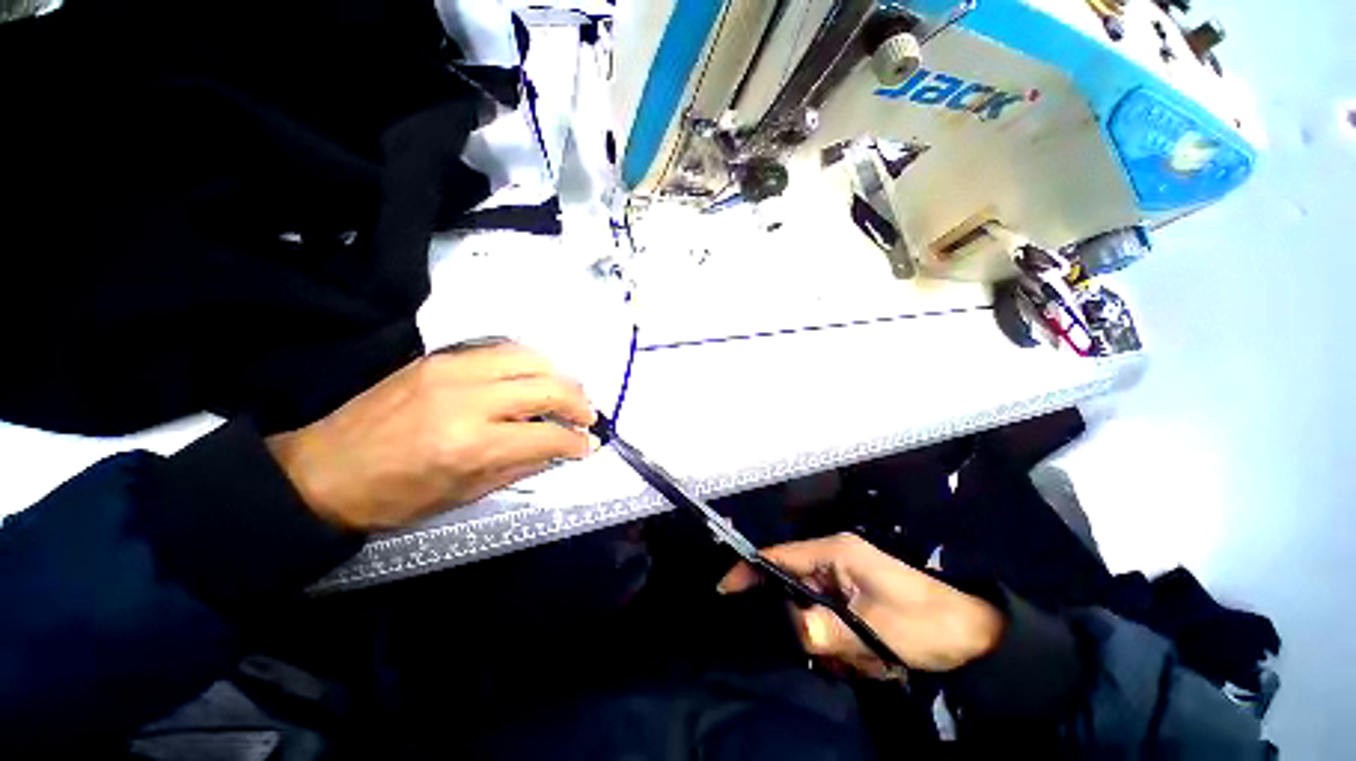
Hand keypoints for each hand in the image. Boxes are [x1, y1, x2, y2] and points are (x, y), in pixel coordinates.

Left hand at [266, 342, 596, 531]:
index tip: (589, 445)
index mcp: (472, 445)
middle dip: (579, 403)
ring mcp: (453, 370)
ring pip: (530, 358)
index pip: (547, 437)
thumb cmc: (395, 497)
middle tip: (588, 416)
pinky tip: (537, 375)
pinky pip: (502, 349)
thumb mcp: (465, 495)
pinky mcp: (441, 357)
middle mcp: (469, 399)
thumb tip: (559, 450)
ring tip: (569, 392)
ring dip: (560, 375)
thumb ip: (521, 467)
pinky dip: (530, 361)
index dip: (576, 443)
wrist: (324, 470)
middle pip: (546, 388)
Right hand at [718, 533, 1003, 675]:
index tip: (725, 590)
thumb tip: (787, 629)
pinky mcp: (854, 595)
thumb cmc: (922, 623)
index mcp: (834, 552)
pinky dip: (838, 641)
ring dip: (824, 637)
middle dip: (798, 621)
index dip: (750, 569)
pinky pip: (828, 617)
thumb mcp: (871, 631)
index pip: (779, 555)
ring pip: (810, 607)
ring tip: (853, 658)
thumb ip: (823, 629)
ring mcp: (845, 577)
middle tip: (818, 651)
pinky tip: (862, 657)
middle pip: (792, 585)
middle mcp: (834, 558)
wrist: (972, 634)